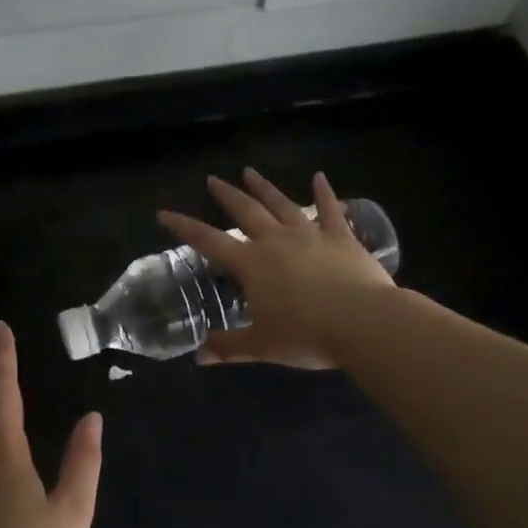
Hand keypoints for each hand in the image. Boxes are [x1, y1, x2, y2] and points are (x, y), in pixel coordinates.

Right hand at [157, 169, 395, 368]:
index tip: (164, 213)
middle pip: (245, 212)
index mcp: (251, 264)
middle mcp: (276, 241)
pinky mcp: (342, 238)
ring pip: (282, 205)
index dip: (184, 227)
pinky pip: (330, 211)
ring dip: (264, 188)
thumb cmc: (305, 335)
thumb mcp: (261, 346)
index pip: (208, 242)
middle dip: (227, 195)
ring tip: (250, 171)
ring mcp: (310, 235)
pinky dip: (324, 193)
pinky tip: (320, 177)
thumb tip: (199, 357)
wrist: (362, 322)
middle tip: (213, 179)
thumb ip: (228, 347)